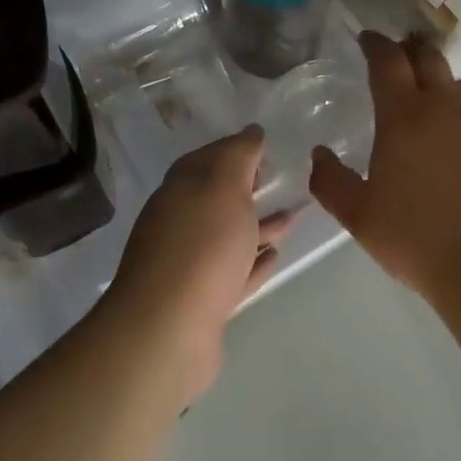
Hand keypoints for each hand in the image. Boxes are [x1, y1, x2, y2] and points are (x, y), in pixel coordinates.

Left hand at [105, 126, 292, 402]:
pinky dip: (252, 262)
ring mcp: (189, 264)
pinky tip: (273, 256)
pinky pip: (233, 272)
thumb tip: (251, 131)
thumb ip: (239, 154)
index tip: (265, 145)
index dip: (236, 149)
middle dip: (246, 186)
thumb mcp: (224, 184)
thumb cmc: (202, 245)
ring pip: (228, 235)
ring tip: (292, 218)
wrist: (167, 330)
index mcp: (181, 189)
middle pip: (217, 197)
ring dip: (258, 224)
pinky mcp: (202, 301)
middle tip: (278, 177)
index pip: (209, 157)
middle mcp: (180, 222)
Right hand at [309, 32, 460, 307]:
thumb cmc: (417, 237)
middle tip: (401, 51)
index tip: (367, 38)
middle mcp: (446, 106)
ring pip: (460, 86)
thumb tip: (318, 154)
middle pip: (429, 58)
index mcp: (404, 116)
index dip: (375, 44)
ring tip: (432, 99)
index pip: (387, 61)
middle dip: (411, 48)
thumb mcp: (360, 216)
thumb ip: (331, 182)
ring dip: (442, 82)